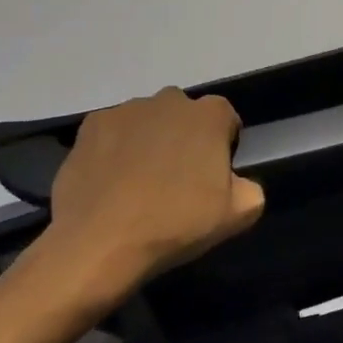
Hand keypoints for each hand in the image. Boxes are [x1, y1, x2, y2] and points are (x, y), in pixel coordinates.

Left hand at [11, 89, 265, 323]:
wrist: (101, 243)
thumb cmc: (176, 223)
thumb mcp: (239, 214)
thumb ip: (251, 186)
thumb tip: (237, 181)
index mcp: (209, 115)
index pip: (226, 119)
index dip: (223, 146)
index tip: (213, 176)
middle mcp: (169, 100)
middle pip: (185, 115)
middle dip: (185, 138)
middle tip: (177, 179)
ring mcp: (126, 110)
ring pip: (147, 121)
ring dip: (149, 141)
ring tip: (139, 182)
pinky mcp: (91, 126)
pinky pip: (113, 132)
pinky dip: (115, 148)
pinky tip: (111, 181)